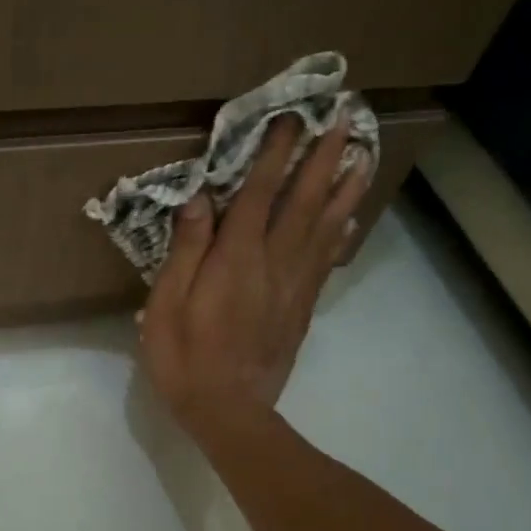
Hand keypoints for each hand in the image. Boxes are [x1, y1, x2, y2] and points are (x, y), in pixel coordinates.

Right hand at [139, 116, 372, 443]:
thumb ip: (185, 250)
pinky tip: (350, 216)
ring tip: (364, 154)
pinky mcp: (302, 307)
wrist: (229, 413)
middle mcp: (273, 263)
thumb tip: (200, 199)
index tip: (292, 117)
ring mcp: (294, 286)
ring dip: (345, 187)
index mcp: (236, 259)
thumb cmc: (185, 358)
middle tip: (344, 118)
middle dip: (323, 157)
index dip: (275, 154)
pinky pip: (326, 260)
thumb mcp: (166, 305)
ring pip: (325, 226)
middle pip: (304, 201)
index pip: (259, 194)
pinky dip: (340, 232)